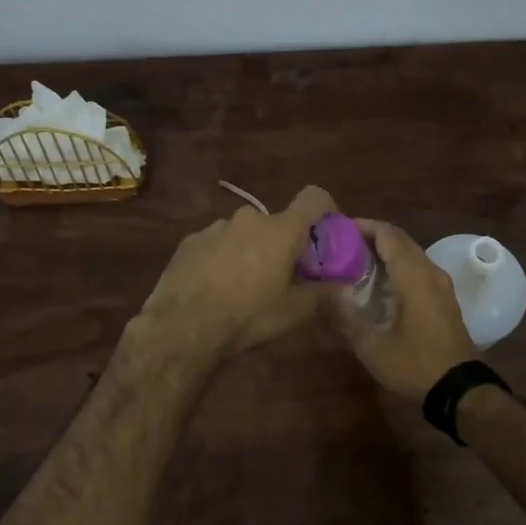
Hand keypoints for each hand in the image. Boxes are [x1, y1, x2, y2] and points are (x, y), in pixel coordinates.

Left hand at [135, 185, 338, 367]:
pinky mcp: (190, 241)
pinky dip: (222, 257)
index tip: (326, 233)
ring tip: (243, 286)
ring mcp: (216, 227)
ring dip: (250, 250)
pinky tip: (214, 287)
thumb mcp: (293, 313)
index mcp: (281, 230)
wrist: (182, 327)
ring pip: (244, 233)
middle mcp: (249, 219)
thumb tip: (342, 286)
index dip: (326, 209)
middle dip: (282, 243)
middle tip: (281, 275)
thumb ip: (323, 294)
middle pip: (276, 223)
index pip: (313, 197)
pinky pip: (217, 243)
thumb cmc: (247, 317)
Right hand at [338, 219, 478, 401]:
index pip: (388, 234)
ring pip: (411, 253)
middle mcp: (430, 272)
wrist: (458, 390)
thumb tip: (324, 294)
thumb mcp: (371, 346)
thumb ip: (345, 317)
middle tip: (340, 244)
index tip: (337, 229)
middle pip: (400, 240)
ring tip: (354, 261)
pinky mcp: (444, 298)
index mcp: (414, 276)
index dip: (363, 226)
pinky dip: (397, 265)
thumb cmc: (414, 364)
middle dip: (371, 237)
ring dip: (385, 251)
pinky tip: (378, 283)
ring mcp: (441, 284)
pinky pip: (418, 268)